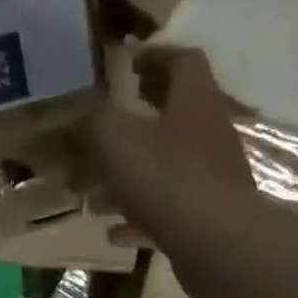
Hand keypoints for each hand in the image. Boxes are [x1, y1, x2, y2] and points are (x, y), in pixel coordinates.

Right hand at [90, 48, 261, 263]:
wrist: (215, 241)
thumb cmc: (166, 178)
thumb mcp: (117, 140)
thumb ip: (96, 119)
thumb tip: (82, 107)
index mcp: (194, 100)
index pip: (182, 61)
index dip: (155, 55)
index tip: (128, 62)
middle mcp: (210, 131)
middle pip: (178, 112)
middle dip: (145, 113)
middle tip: (112, 118)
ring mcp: (213, 176)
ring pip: (170, 164)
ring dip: (138, 170)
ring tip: (102, 185)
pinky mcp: (208, 215)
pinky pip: (169, 208)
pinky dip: (141, 216)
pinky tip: (114, 232)